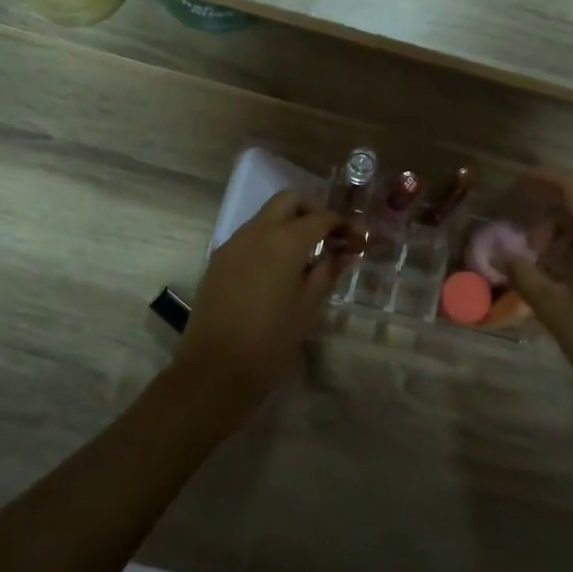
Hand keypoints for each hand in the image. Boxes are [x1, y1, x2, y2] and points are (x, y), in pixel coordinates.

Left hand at [177, 191, 346, 407]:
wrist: (214, 370)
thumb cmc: (271, 340)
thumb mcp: (308, 306)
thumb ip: (328, 272)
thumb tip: (347, 252)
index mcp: (285, 240)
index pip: (321, 218)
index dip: (343, 226)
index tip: (358, 241)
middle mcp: (257, 231)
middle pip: (288, 201)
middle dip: (312, 211)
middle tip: (328, 238)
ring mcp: (233, 244)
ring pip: (265, 216)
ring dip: (288, 224)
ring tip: (306, 257)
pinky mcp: (218, 260)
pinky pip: (249, 237)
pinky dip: (268, 241)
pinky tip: (278, 271)